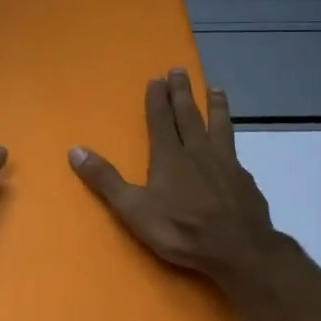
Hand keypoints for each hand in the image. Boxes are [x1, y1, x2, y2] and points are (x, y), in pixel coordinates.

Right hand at [69, 69, 293, 288]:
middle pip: (189, 115)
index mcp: (170, 156)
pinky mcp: (245, 180)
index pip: (161, 120)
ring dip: (215, 106)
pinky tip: (233, 147)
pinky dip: (231, 141)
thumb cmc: (181, 230)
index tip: (157, 78)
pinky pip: (235, 152)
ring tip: (215, 89)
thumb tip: (75, 150)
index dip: (157, 99)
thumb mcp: (134, 209)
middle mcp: (198, 152)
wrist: (240, 251)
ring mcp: (225, 164)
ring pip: (219, 127)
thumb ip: (106, 180)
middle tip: (180, 69)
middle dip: (182, 92)